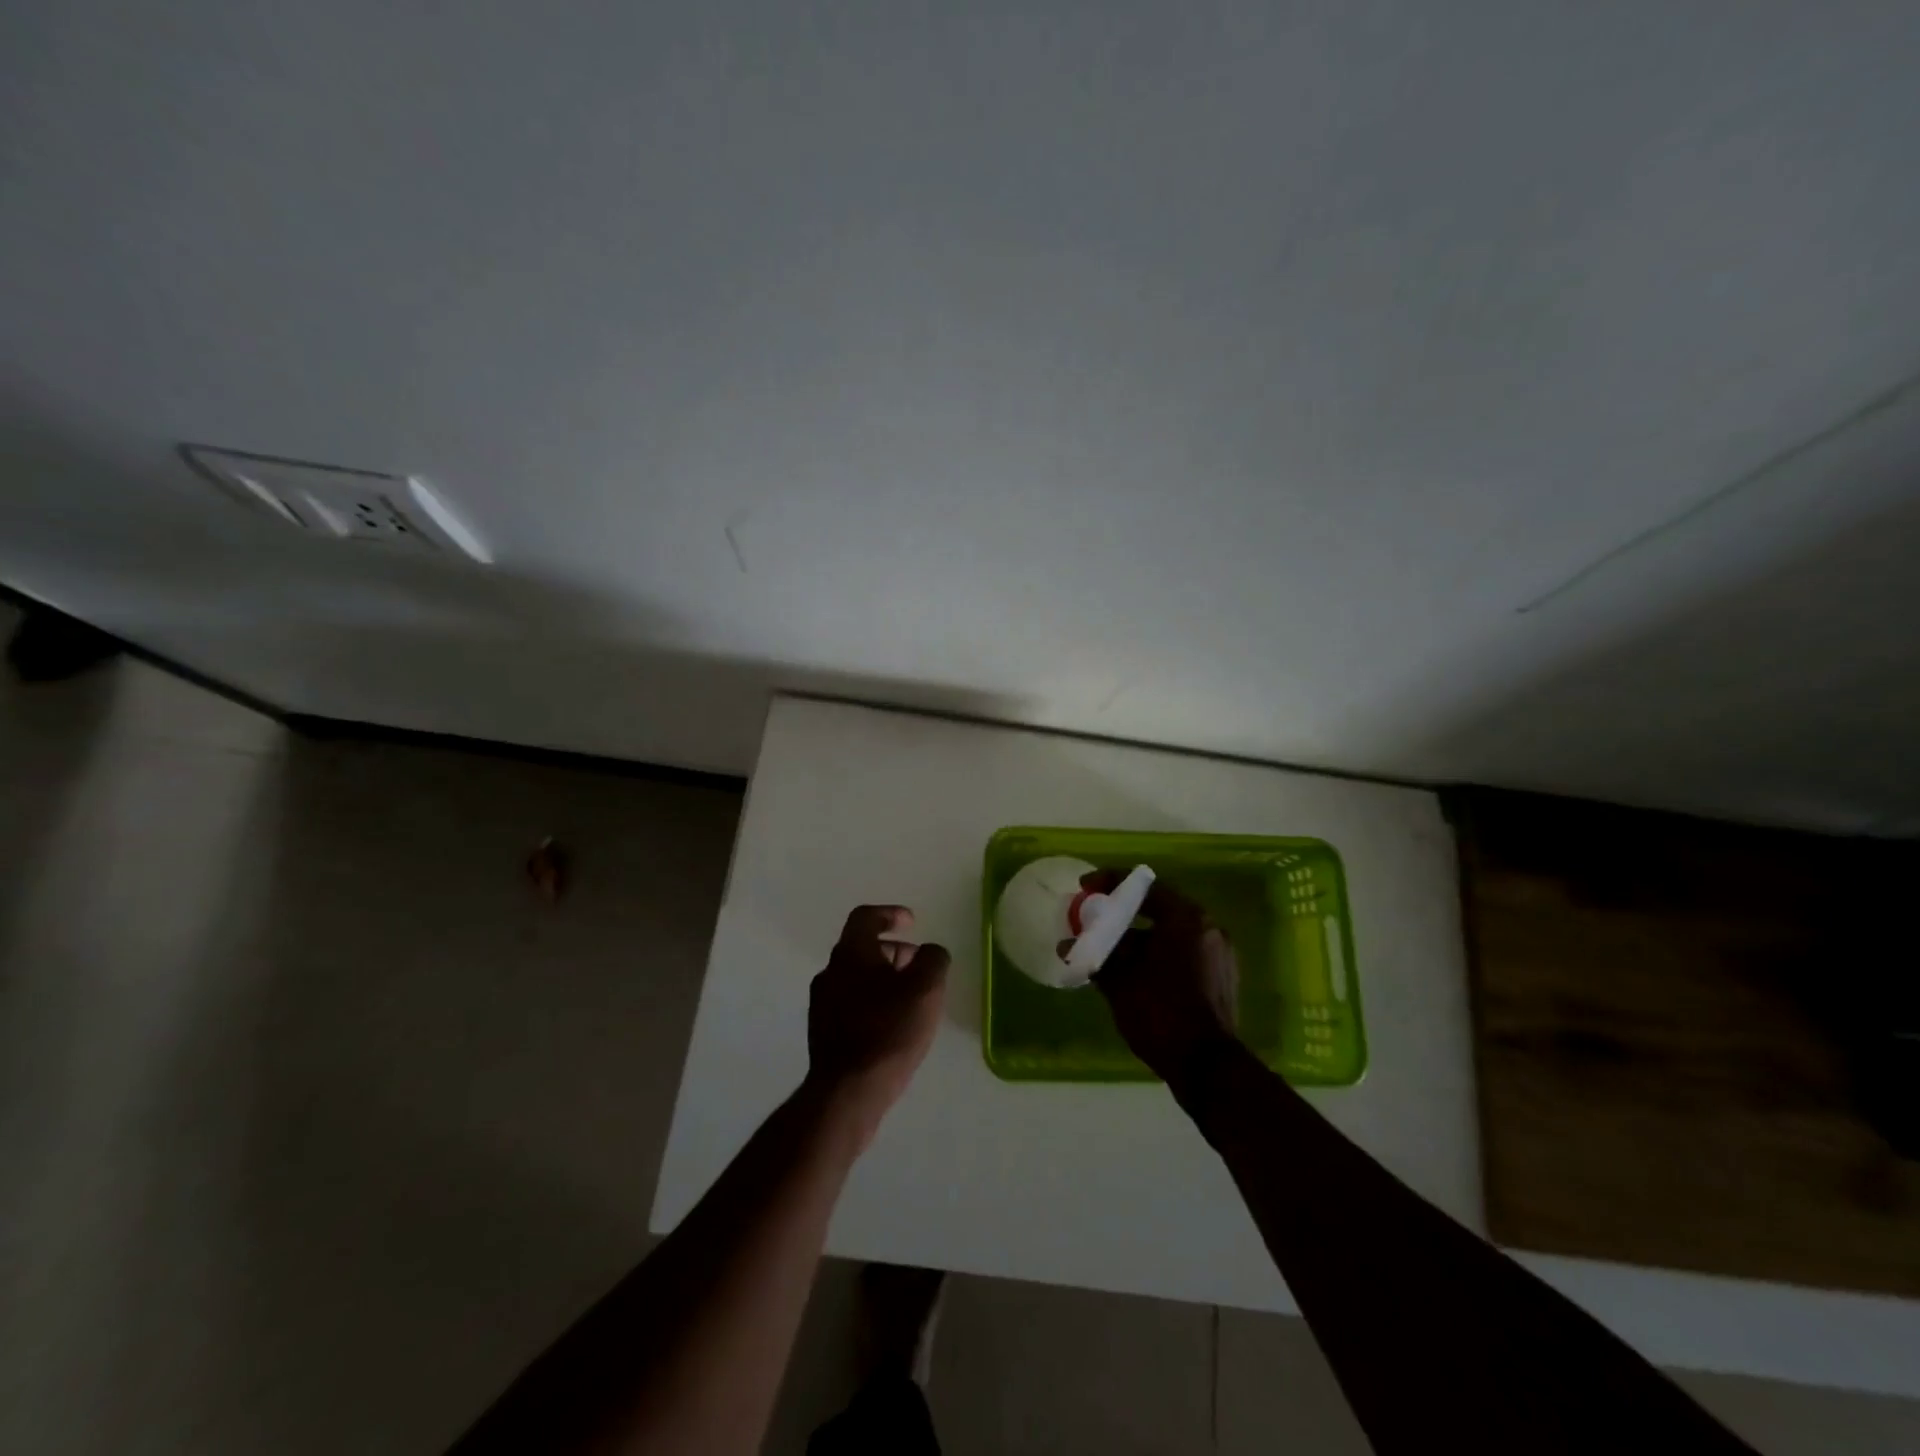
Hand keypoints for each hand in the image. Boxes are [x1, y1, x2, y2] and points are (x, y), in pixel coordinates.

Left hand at [805, 905, 949, 1144]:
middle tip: (917, 964)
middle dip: (892, 950)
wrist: (847, 1092)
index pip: (865, 917)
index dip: (889, 914)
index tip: (912, 923)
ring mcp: (822, 1004)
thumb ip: (933, 960)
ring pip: (855, 977)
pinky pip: (850, 1003)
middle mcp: (830, 972)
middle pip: (860, 948)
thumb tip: (930, 951)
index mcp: (850, 954)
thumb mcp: (925, 990)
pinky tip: (891, 1024)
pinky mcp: (823, 1032)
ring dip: (882, 977)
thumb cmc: (888, 1032)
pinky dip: (872, 1001)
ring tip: (909, 998)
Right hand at [1087, 873, 1238, 1083]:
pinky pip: (1182, 955)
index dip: (1109, 882)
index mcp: (1187, 918)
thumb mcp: (1119, 980)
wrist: (1207, 1067)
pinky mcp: (1221, 979)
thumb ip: (1095, 954)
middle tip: (1093, 923)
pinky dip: (1157, 956)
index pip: (1144, 886)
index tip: (1084, 889)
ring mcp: (1219, 955)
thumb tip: (1069, 943)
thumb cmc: (1161, 1012)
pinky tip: (1133, 975)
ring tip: (1107, 955)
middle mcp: (1208, 928)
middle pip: (1158, 910)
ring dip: (1137, 940)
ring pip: (1170, 935)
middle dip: (1122, 916)